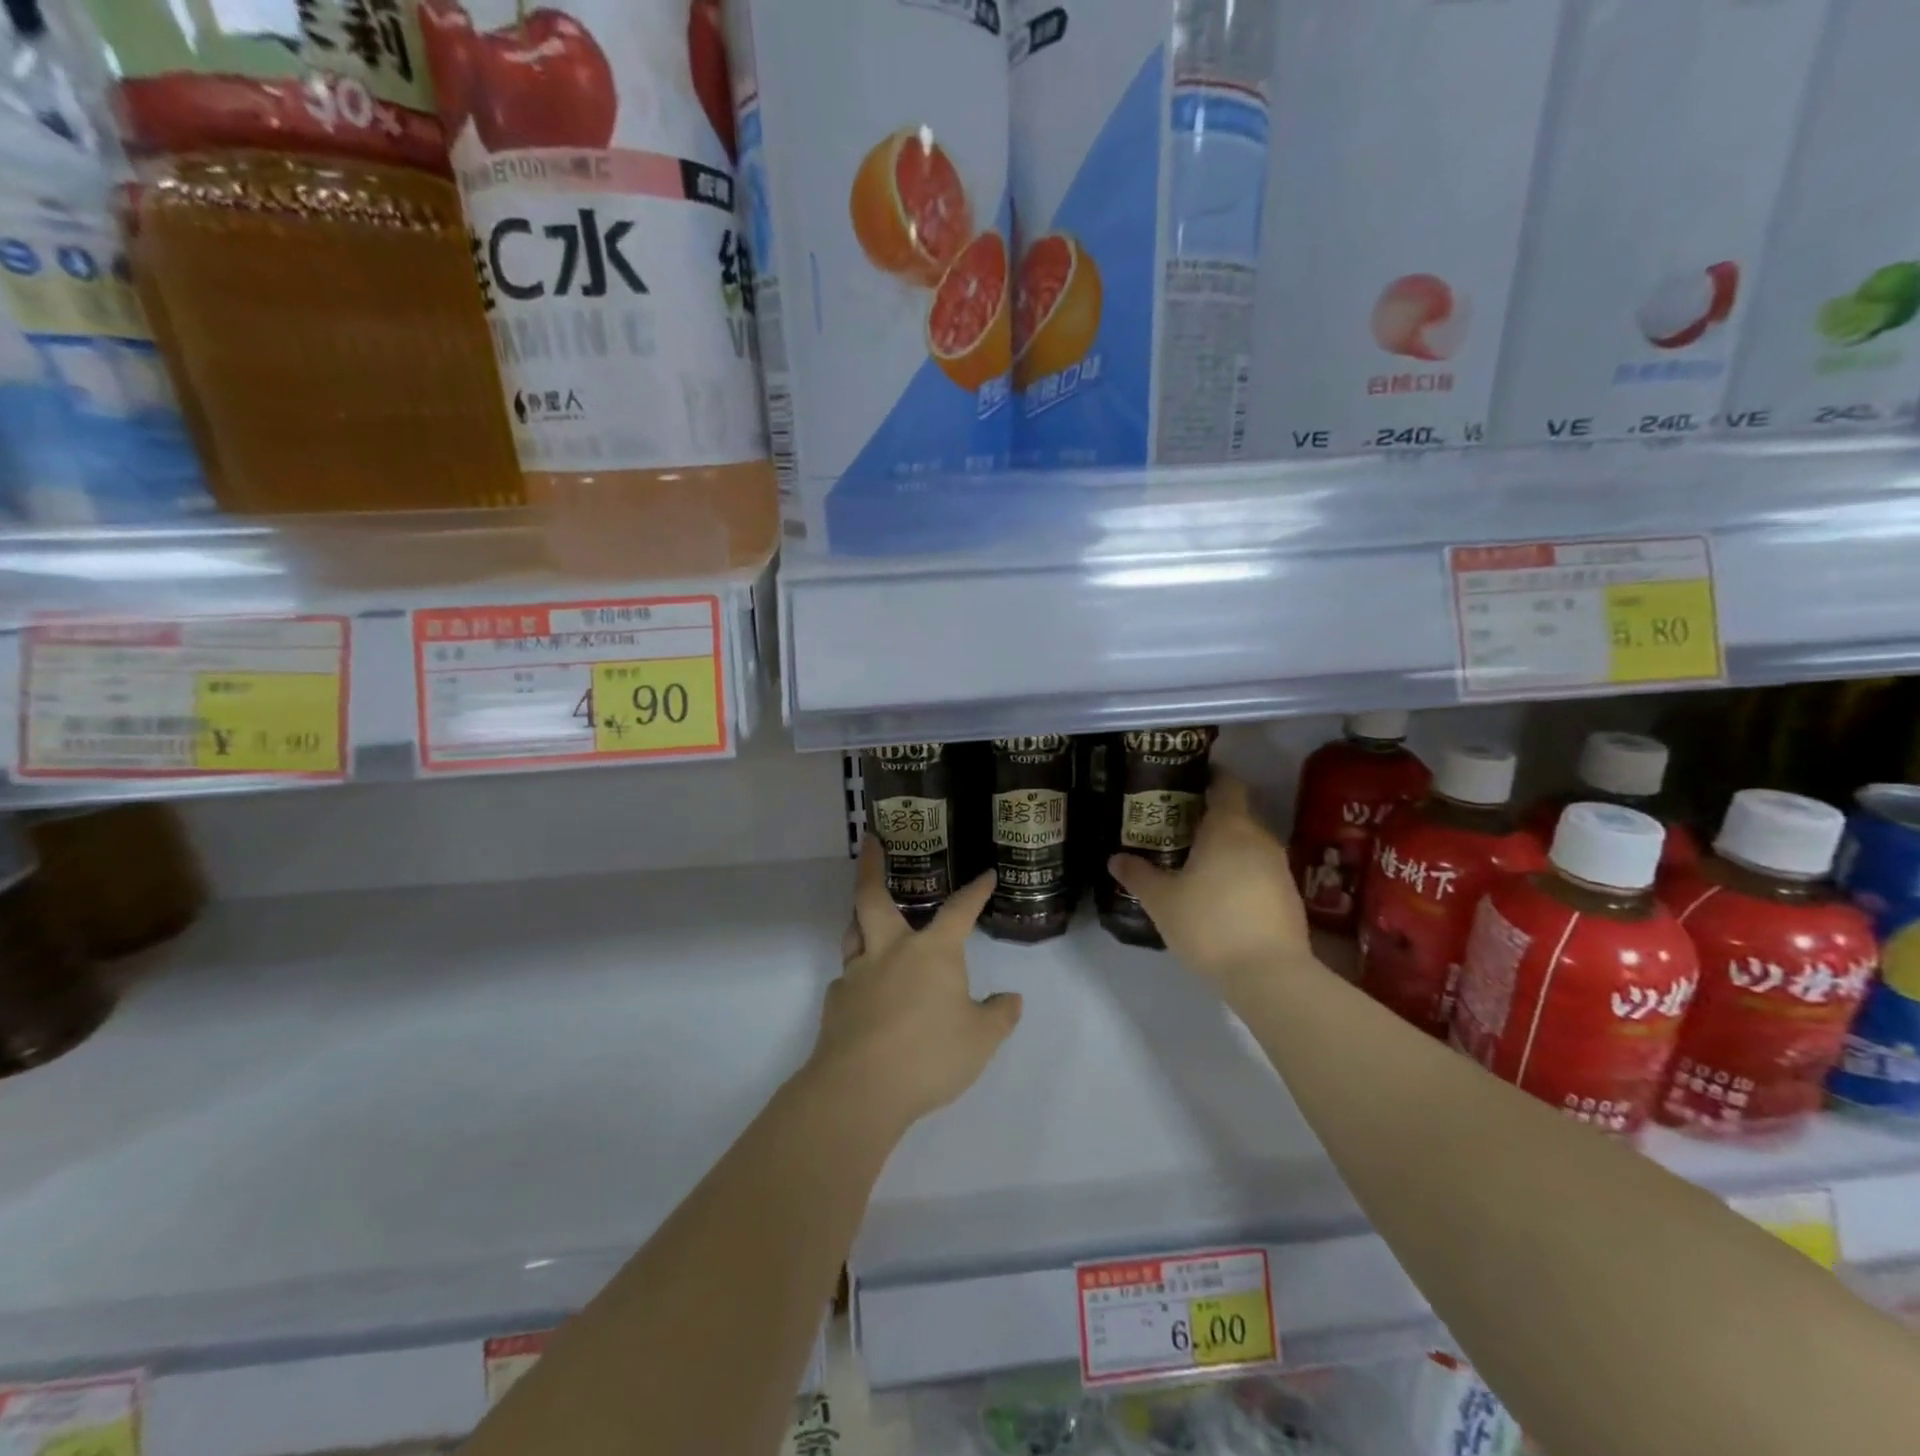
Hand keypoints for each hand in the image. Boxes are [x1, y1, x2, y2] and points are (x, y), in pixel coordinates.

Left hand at [806, 839, 1022, 1133]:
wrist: (861, 1088)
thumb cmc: (930, 1055)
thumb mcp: (980, 1040)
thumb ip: (998, 1016)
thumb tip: (1011, 999)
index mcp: (932, 952)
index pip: (959, 911)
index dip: (975, 891)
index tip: (986, 875)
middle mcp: (891, 951)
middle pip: (873, 897)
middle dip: (872, 866)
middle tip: (871, 842)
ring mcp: (858, 974)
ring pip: (853, 932)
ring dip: (858, 916)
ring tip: (863, 912)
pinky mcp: (836, 1002)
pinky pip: (846, 978)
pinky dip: (857, 976)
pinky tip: (864, 991)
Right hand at [1106, 774, 1310, 994]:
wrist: (1270, 975)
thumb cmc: (1210, 924)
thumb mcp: (1161, 901)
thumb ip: (1138, 875)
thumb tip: (1115, 858)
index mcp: (1228, 827)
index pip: (1226, 785)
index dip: (1210, 778)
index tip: (1187, 783)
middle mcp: (1259, 838)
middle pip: (1236, 815)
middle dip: (1210, 818)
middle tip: (1177, 828)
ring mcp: (1279, 867)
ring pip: (1249, 845)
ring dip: (1226, 848)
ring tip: (1196, 862)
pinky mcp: (1289, 896)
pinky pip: (1260, 871)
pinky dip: (1241, 873)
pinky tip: (1220, 895)